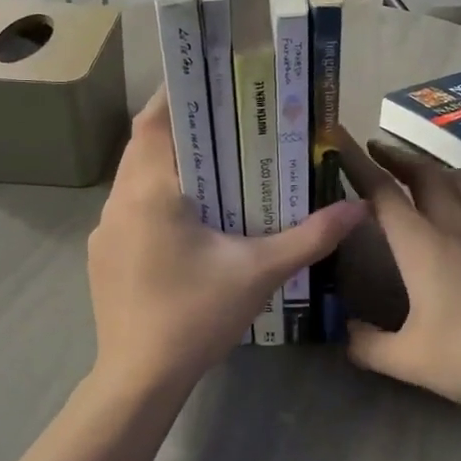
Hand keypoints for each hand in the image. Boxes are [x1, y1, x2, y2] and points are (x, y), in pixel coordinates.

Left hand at [88, 91, 365, 397]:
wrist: (139, 379)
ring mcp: (105, 230)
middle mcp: (119, 201)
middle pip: (144, 145)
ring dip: (167, 164)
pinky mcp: (103, 254)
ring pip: (134, 177)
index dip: (179, 94)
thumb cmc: (196, 317)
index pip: (155, 122)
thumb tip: (357, 208)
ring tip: (213, 165)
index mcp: (150, 192)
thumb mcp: (260, 272)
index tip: (212, 81)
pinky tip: (188, 217)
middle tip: (226, 122)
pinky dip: (156, 195)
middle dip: (182, 128)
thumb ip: (310, 236)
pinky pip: (129, 207)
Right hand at [333, 128, 460, 416]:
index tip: (338, 138)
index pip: (382, 192)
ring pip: (458, 181)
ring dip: (431, 168)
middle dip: (395, 156)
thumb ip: (367, 345)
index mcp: (422, 245)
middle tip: (374, 150)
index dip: (356, 162)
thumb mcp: (409, 361)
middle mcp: (454, 227)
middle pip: (424, 174)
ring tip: (415, 172)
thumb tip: (344, 331)